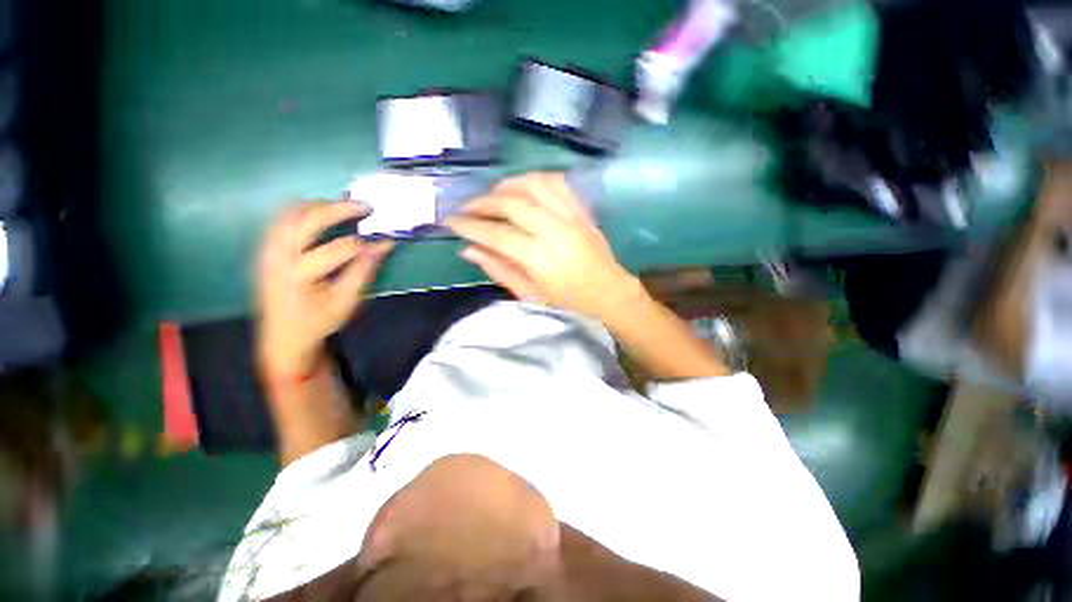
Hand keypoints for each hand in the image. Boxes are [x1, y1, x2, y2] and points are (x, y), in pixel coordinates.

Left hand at [256, 200, 393, 377]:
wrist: (282, 337)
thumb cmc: (318, 321)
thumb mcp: (347, 301)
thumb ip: (364, 271)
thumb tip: (384, 245)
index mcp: (301, 275)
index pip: (340, 248)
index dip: (366, 243)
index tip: (386, 241)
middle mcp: (279, 257)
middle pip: (308, 221)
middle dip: (339, 209)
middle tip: (364, 205)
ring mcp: (268, 251)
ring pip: (290, 215)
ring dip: (318, 206)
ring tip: (343, 205)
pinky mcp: (265, 250)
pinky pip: (280, 221)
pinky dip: (300, 211)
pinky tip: (316, 211)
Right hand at [447, 173, 640, 318]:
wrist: (608, 292)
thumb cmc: (567, 301)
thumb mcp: (529, 294)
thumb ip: (498, 269)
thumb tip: (468, 249)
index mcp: (538, 257)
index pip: (495, 233)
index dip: (469, 225)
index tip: (450, 221)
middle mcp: (553, 230)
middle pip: (511, 203)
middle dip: (482, 202)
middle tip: (466, 208)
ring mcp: (570, 216)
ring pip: (532, 185)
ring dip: (506, 185)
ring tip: (492, 195)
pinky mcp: (581, 210)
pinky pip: (556, 182)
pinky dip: (534, 179)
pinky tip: (523, 186)